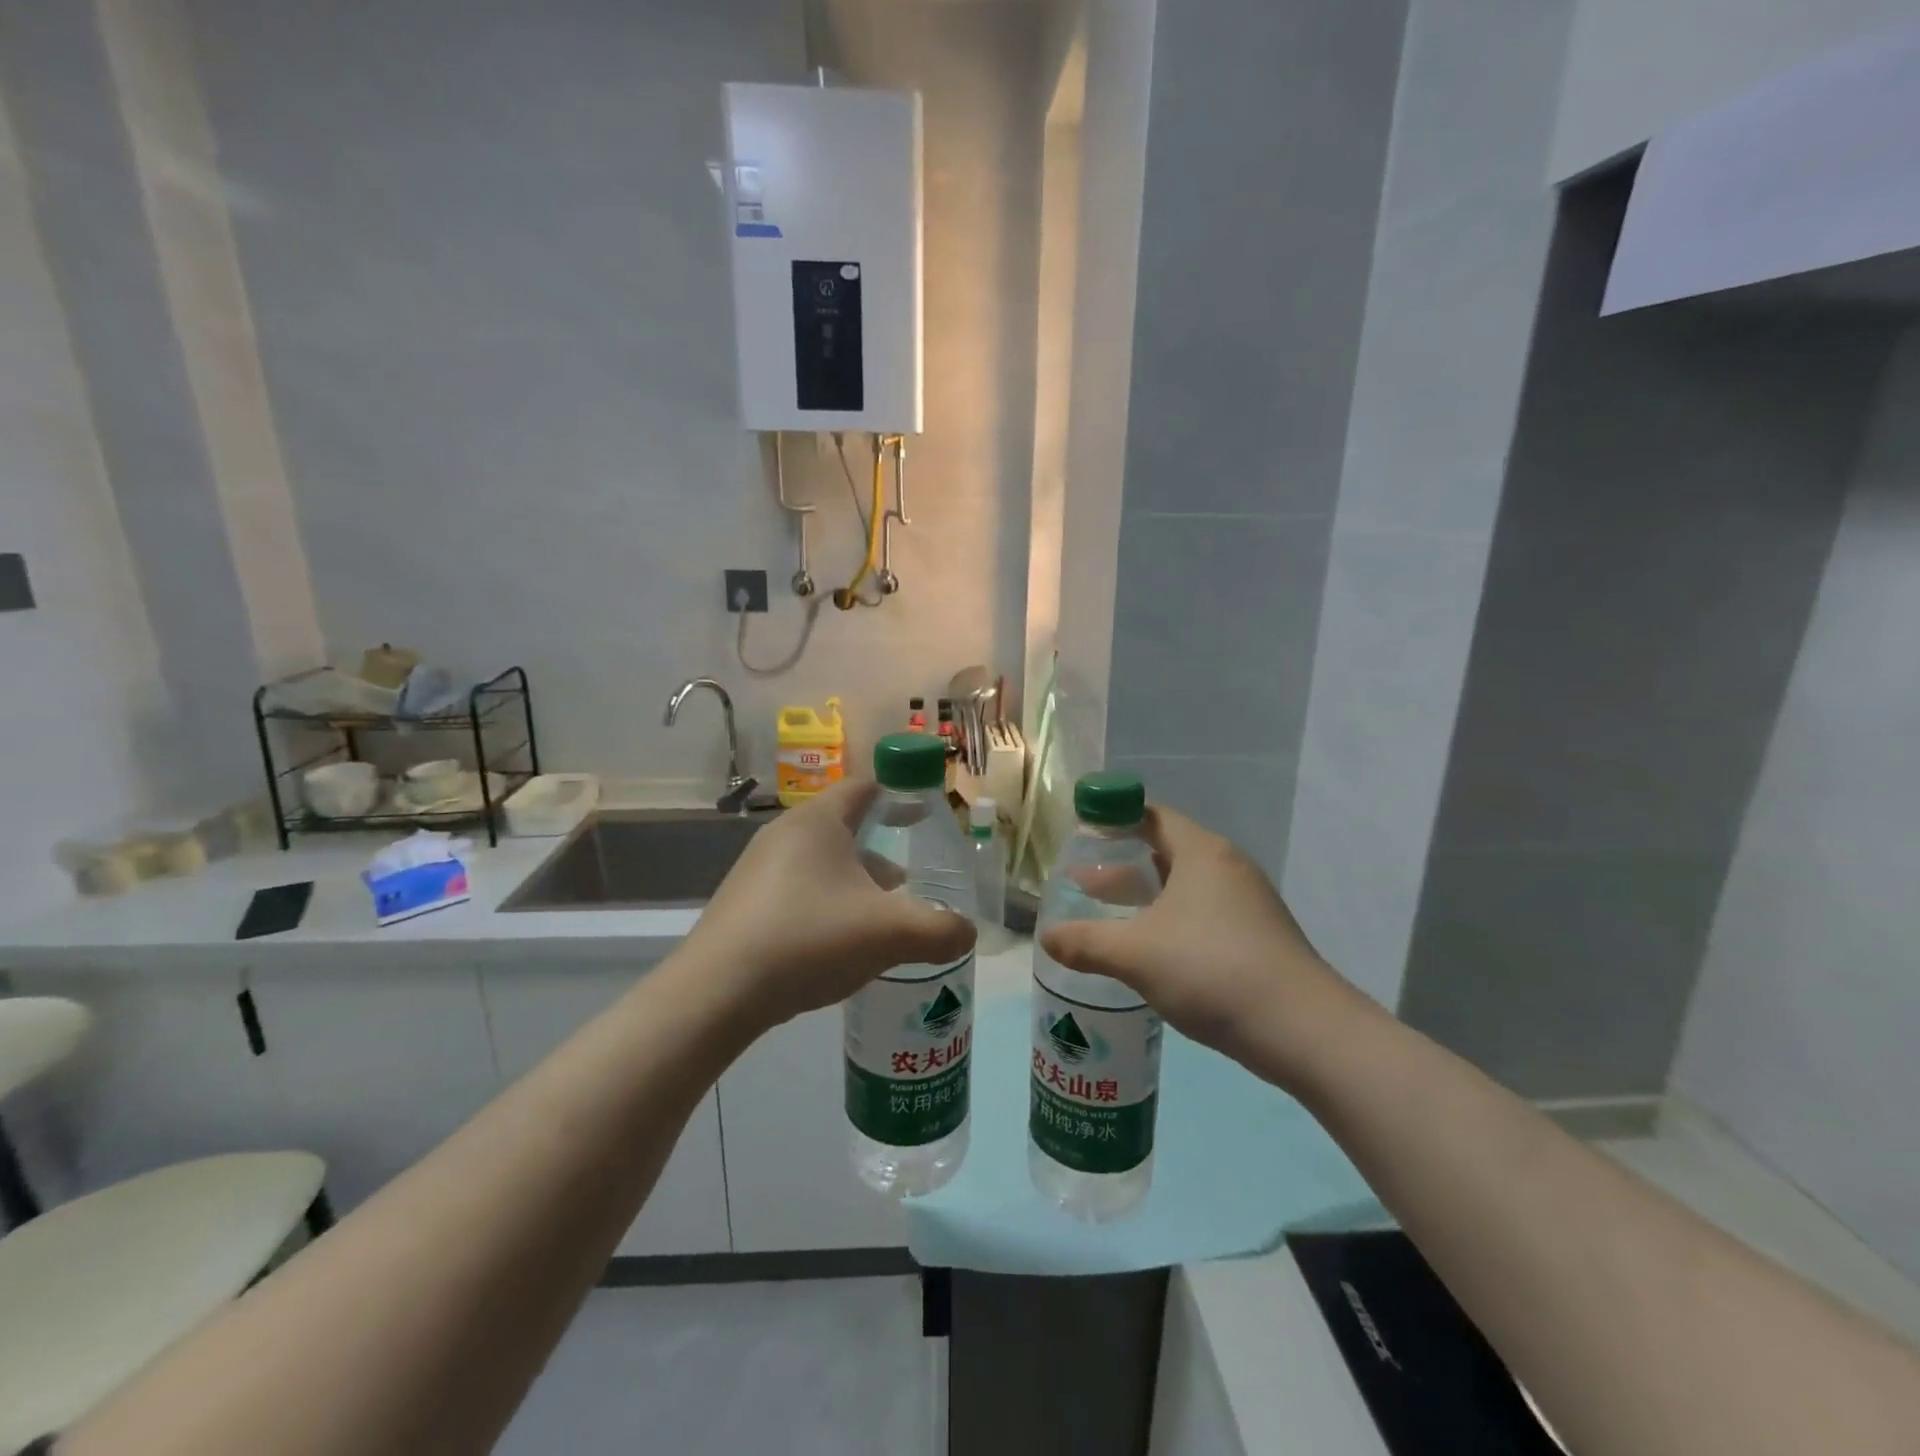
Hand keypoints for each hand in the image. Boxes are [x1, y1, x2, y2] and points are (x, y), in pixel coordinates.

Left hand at [683, 778, 975, 1030]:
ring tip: (878, 916)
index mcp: (818, 822)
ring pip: (820, 862)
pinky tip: (837, 942)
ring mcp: (757, 869)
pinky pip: (797, 889)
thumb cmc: (809, 939)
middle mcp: (784, 834)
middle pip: (844, 828)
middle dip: (880, 850)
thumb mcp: (889, 934)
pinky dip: (826, 902)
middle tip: (909, 879)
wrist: (716, 993)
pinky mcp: (743, 903)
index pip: (865, 788)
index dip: (899, 797)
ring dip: (854, 881)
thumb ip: (940, 931)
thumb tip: (968, 932)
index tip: (924, 816)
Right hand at [1038, 806, 1363, 1083]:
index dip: (1114, 818)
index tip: (1082, 832)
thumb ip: (1085, 942)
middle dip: (1122, 865)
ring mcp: (1247, 903)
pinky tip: (1150, 951)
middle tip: (1083, 880)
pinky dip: (1170, 920)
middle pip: (1165, 850)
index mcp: (1201, 853)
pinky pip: (1203, 914)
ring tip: (1109, 915)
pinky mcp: (1257, 937)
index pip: (1151, 815)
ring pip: (1184, 887)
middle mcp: (1227, 867)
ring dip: (1145, 897)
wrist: (1301, 1030)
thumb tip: (1046, 937)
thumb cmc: (1210, 969)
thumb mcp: (1135, 953)